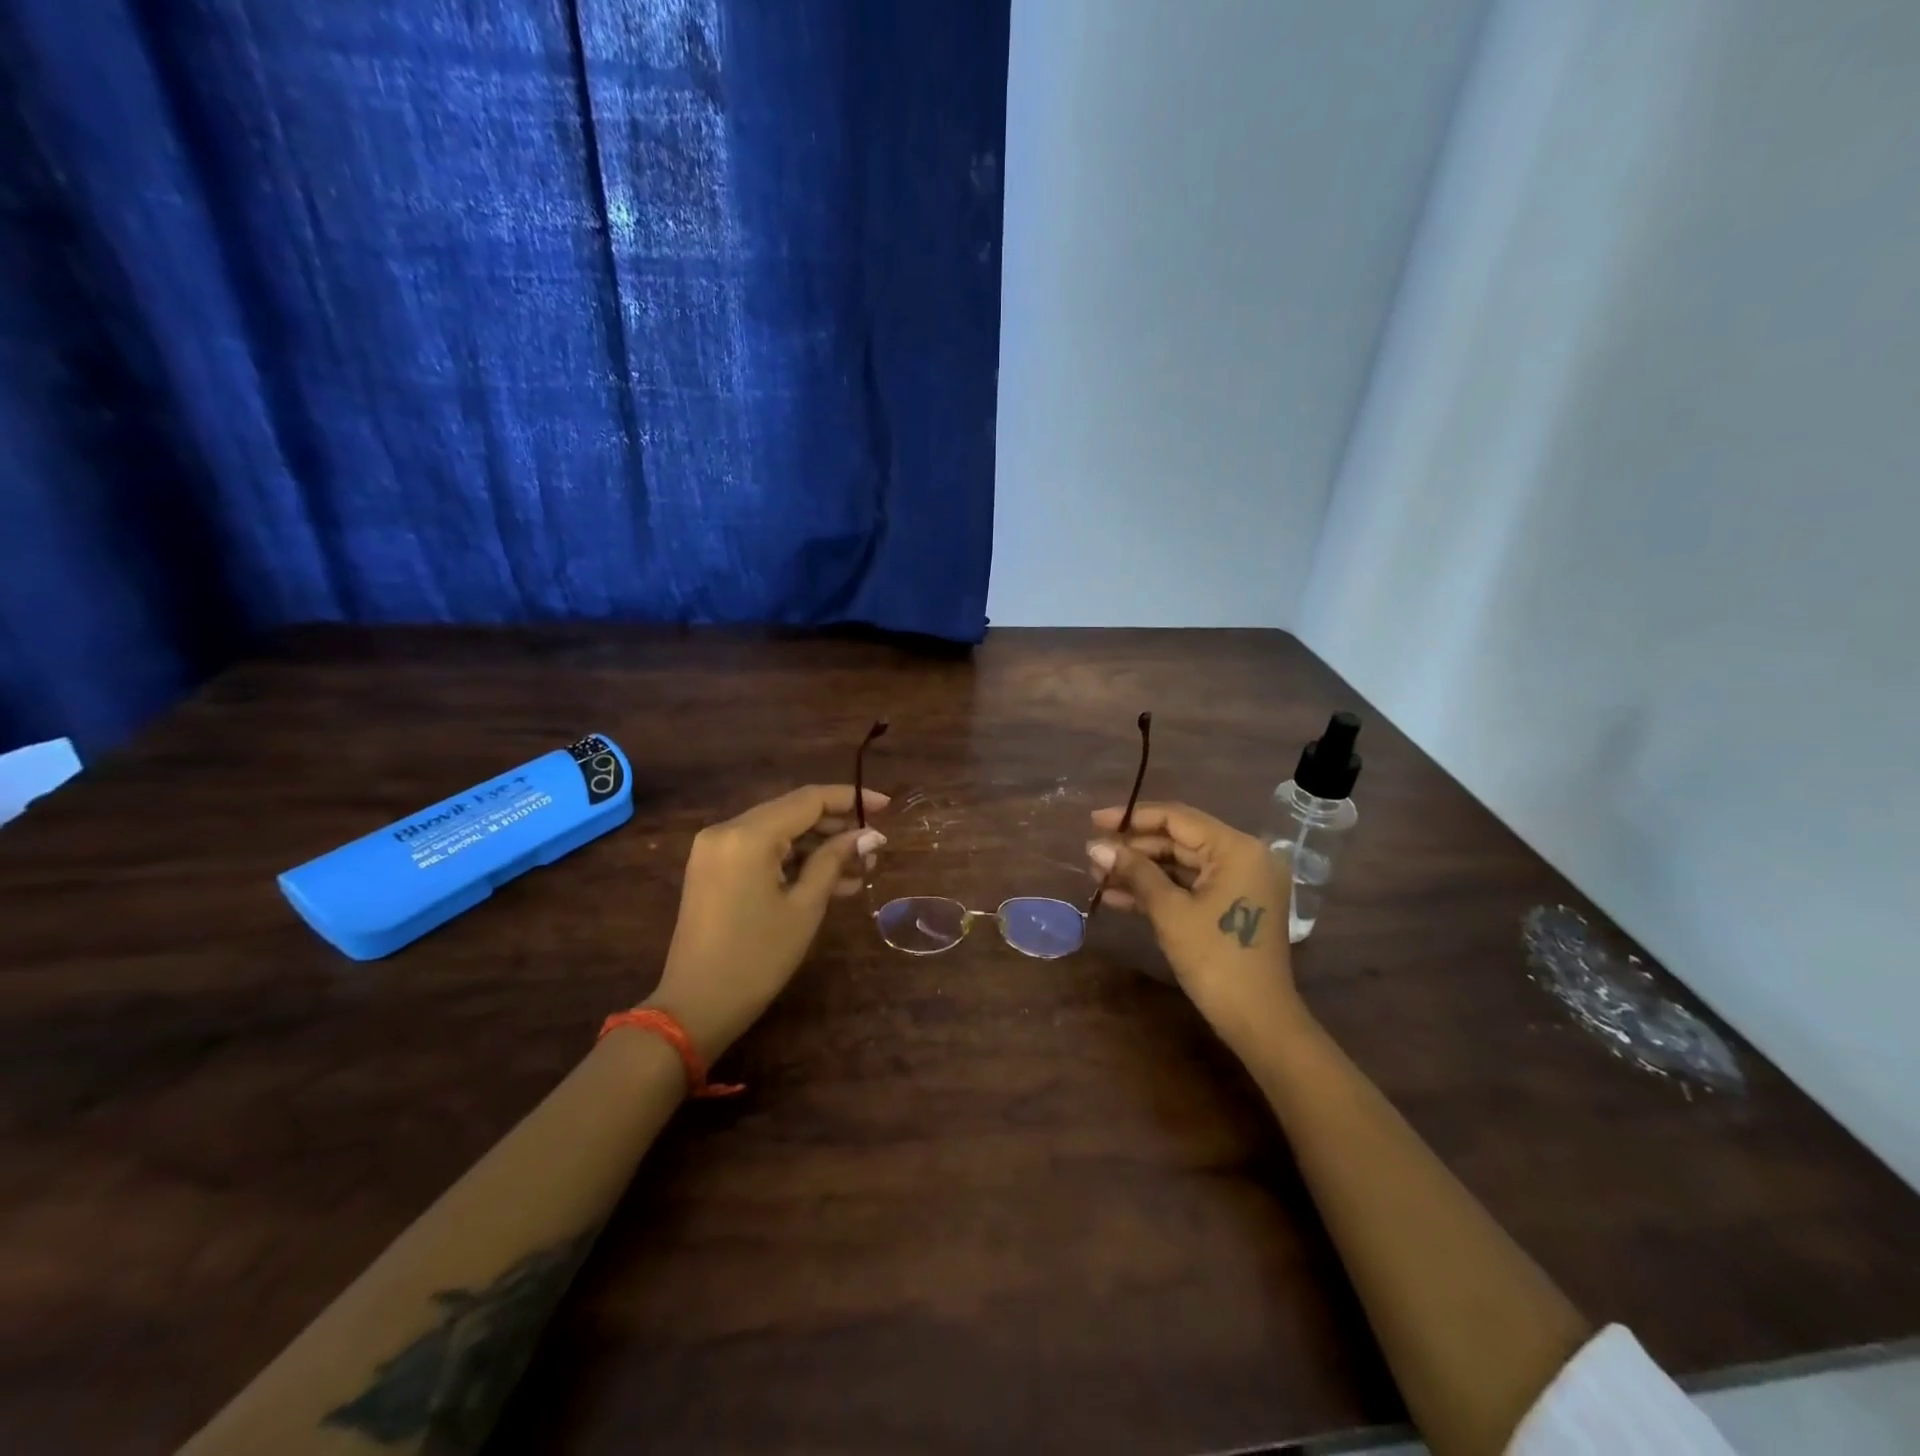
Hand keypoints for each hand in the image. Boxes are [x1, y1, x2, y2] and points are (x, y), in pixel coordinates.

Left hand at [648, 784, 886, 1060]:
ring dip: (818, 848)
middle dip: (836, 827)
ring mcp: (716, 849)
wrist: (695, 1007)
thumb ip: (835, 861)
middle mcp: (726, 830)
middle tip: (874, 848)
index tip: (885, 806)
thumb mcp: (805, 907)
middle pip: (792, 813)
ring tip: (861, 870)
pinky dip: (794, 862)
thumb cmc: (757, 959)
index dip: (850, 799)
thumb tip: (869, 835)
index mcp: (747, 835)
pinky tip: (832, 882)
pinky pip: (762, 852)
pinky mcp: (714, 869)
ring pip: (779, 833)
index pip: (808, 799)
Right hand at [1087, 802, 1307, 1047]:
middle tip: (1093, 856)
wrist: (1257, 1020)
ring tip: (1098, 876)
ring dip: (1140, 871)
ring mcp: (1240, 882)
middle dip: (1133, 849)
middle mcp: (1243, 856)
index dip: (1132, 817)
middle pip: (1178, 840)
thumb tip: (1095, 846)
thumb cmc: (1215, 958)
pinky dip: (1158, 890)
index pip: (1177, 818)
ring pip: (1180, 865)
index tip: (1094, 821)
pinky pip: (1190, 886)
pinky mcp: (1232, 905)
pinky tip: (1117, 897)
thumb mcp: (1169, 911)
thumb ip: (1134, 871)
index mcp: (1237, 848)